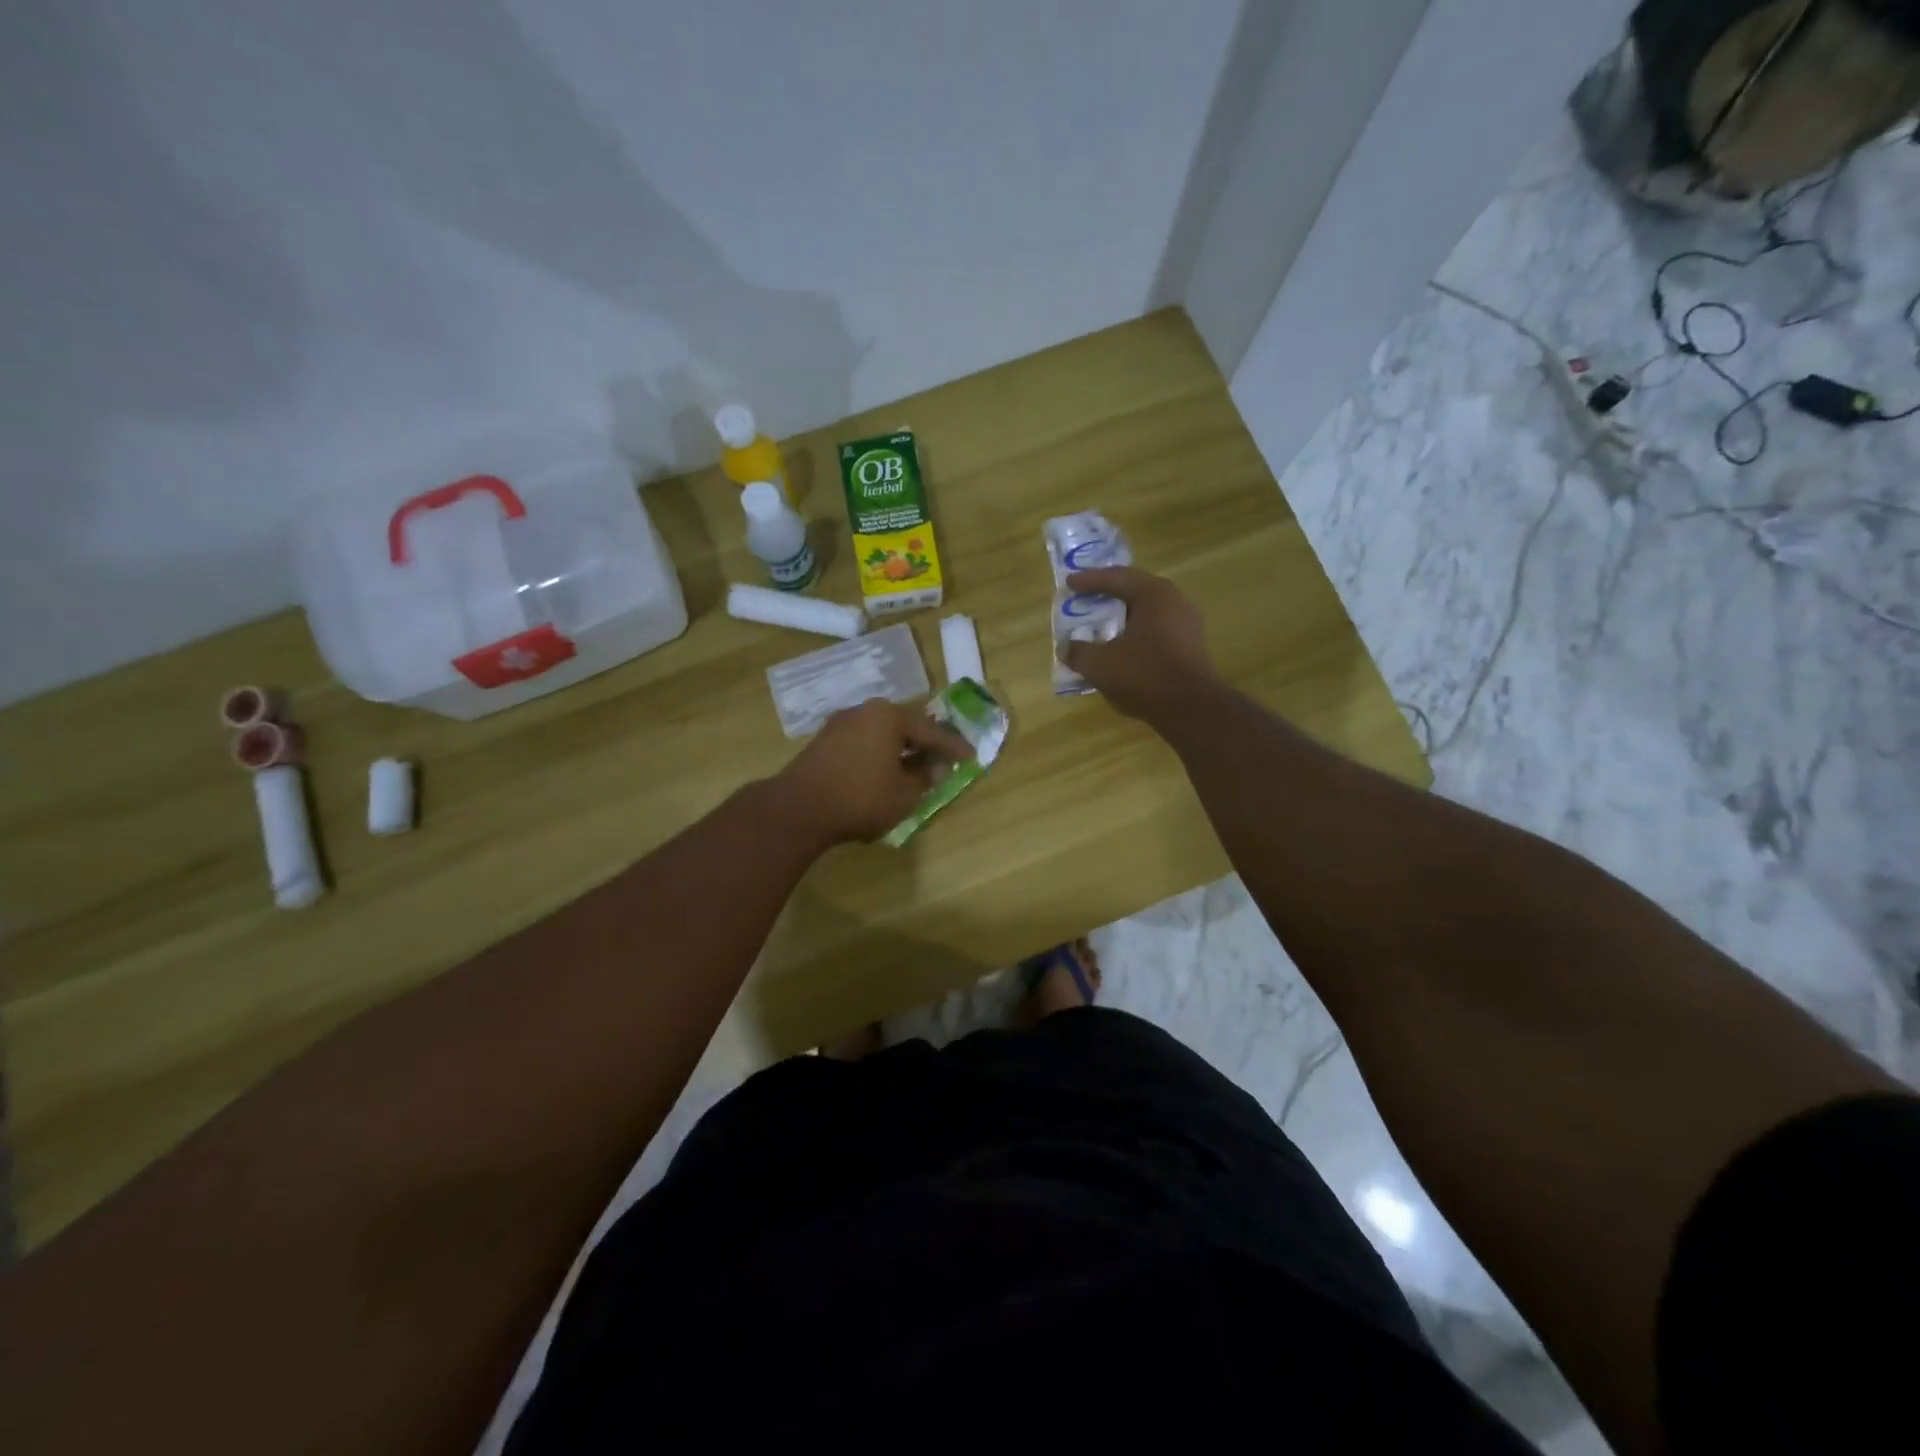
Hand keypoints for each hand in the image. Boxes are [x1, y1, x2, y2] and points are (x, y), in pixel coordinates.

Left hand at [766, 698, 974, 848]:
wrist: (799, 808)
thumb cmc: (861, 797)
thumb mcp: (905, 794)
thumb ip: (925, 777)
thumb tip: (934, 767)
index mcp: (889, 716)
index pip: (931, 731)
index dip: (953, 747)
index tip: (971, 756)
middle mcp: (865, 711)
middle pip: (904, 727)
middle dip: (924, 743)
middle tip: (943, 757)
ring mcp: (840, 724)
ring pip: (881, 735)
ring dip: (899, 750)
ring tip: (914, 767)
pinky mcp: (823, 742)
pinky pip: (862, 744)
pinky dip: (878, 755)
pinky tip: (883, 772)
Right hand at [1063, 567, 1220, 721]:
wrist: (1192, 710)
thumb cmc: (1144, 675)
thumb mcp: (1100, 664)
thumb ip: (1078, 651)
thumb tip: (1067, 648)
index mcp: (1154, 594)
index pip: (1116, 577)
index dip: (1089, 580)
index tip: (1069, 583)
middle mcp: (1175, 601)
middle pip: (1134, 592)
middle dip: (1107, 597)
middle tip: (1084, 600)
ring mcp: (1187, 625)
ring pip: (1146, 614)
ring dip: (1121, 620)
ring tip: (1100, 627)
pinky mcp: (1191, 647)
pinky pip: (1156, 632)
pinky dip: (1134, 636)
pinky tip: (1120, 650)